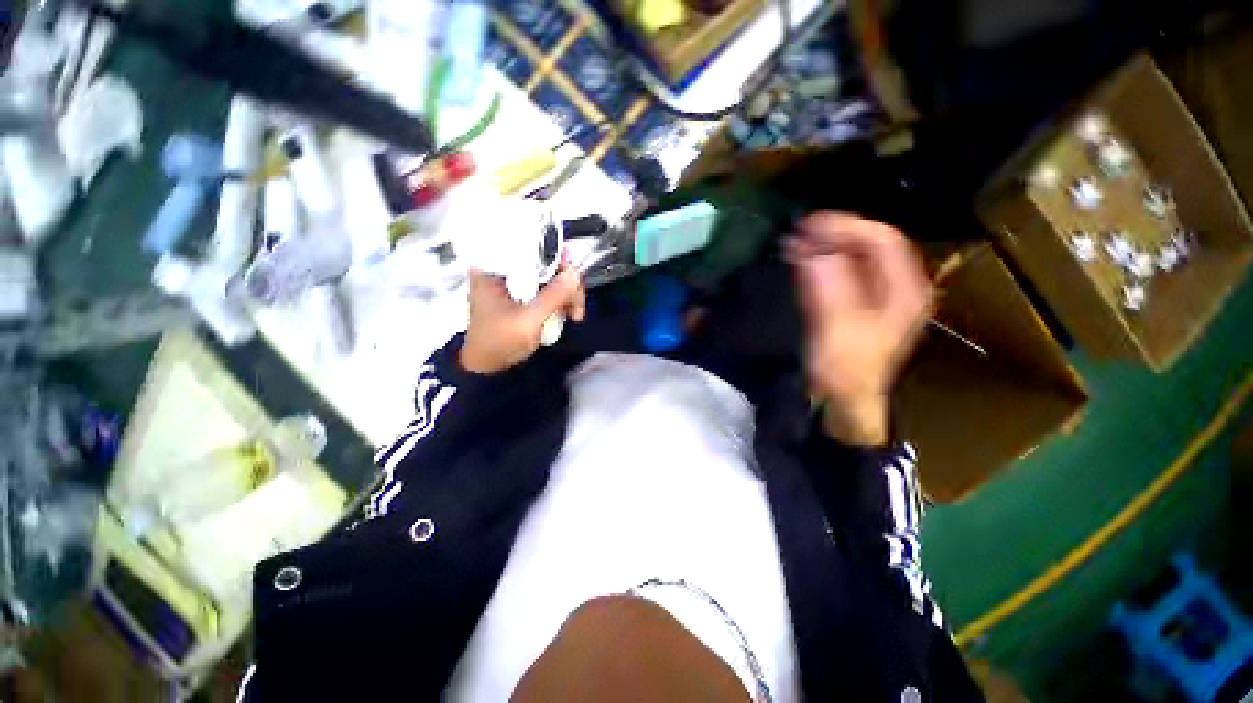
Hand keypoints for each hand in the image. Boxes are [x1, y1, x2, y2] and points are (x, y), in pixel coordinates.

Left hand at [460, 265, 586, 374]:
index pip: (526, 244)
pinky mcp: (523, 294)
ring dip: (567, 293)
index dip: (552, 253)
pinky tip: (568, 313)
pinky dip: (561, 299)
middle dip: (565, 280)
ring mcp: (514, 282)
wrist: (487, 367)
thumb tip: (575, 274)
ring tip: (574, 314)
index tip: (571, 270)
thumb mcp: (528, 321)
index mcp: (492, 268)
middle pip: (543, 261)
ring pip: (549, 275)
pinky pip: (547, 288)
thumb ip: (552, 297)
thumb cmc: (499, 343)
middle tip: (576, 304)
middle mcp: (503, 269)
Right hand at [786, 213, 931, 445]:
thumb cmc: (844, 370)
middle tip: (797, 232)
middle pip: (869, 245)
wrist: (842, 402)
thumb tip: (810, 250)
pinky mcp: (858, 305)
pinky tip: (801, 261)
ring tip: (794, 243)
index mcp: (904, 291)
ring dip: (824, 247)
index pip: (882, 241)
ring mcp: (878, 296)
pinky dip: (821, 264)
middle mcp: (897, 287)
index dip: (847, 227)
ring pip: (854, 258)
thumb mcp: (837, 329)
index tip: (810, 224)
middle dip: (833, 235)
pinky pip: (842, 273)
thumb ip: (827, 288)